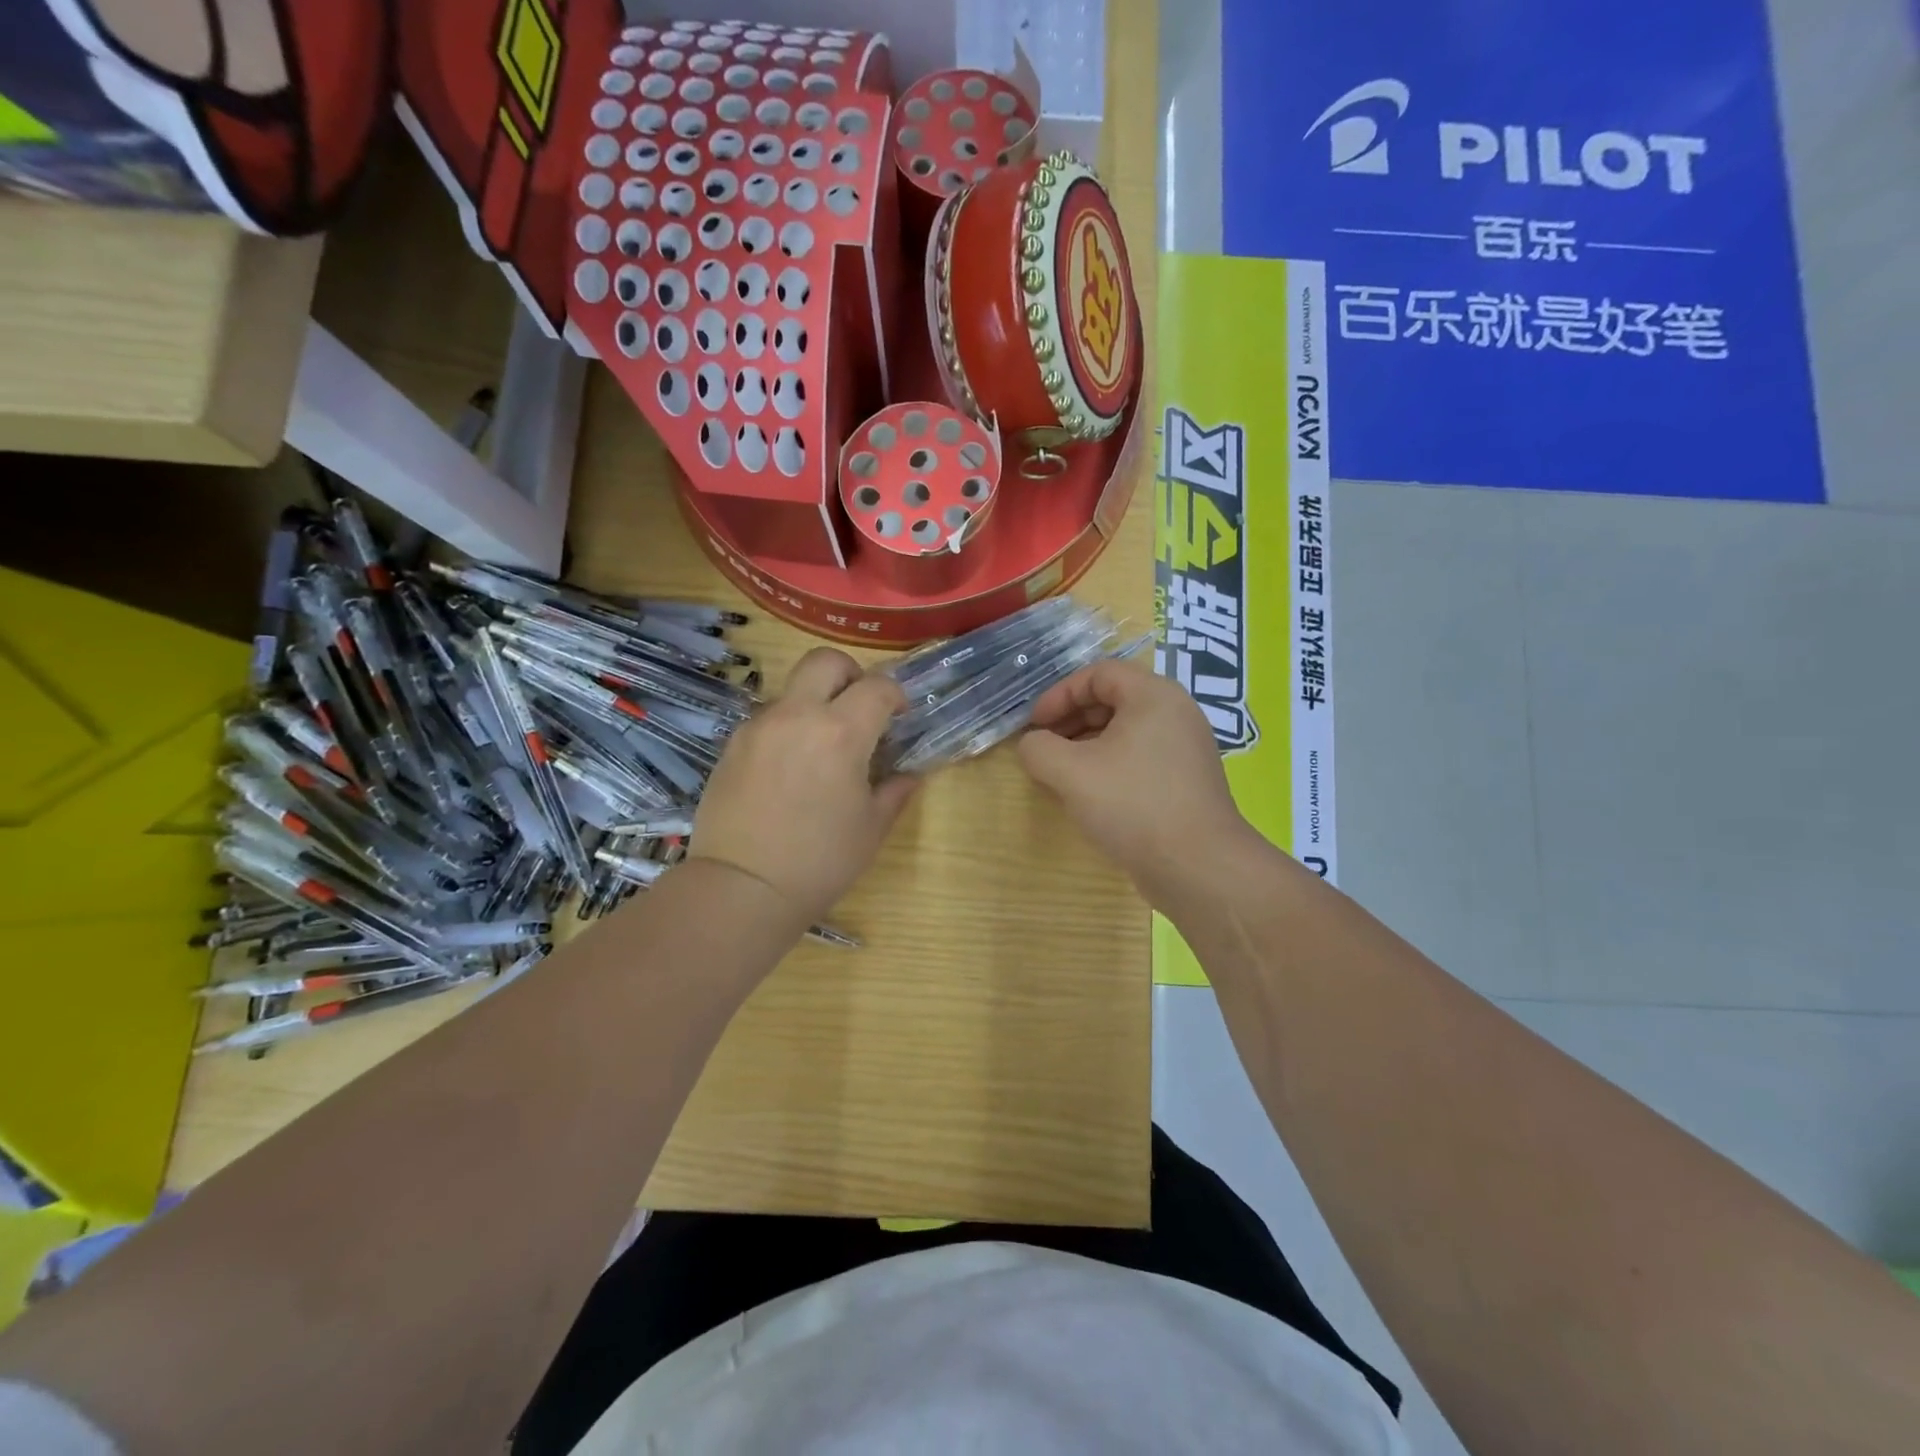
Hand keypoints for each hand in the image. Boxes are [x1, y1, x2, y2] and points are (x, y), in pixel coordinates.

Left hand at [691, 648, 917, 923]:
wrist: (741, 888)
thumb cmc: (820, 861)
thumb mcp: (871, 828)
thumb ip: (894, 791)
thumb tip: (908, 774)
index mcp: (841, 732)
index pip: (877, 686)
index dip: (895, 694)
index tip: (899, 714)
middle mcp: (797, 715)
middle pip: (824, 661)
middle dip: (850, 673)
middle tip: (858, 707)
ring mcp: (759, 726)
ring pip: (792, 690)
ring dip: (814, 703)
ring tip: (820, 749)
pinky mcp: (732, 744)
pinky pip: (767, 719)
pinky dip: (787, 729)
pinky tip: (788, 769)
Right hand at [1017, 659, 1247, 905]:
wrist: (1198, 866)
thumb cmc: (1132, 805)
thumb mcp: (1070, 773)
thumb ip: (1038, 749)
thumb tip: (1032, 745)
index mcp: (1153, 696)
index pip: (1098, 674)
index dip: (1059, 695)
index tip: (1034, 725)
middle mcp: (1176, 713)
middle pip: (1113, 699)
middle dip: (1070, 720)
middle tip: (1044, 748)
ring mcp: (1186, 748)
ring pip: (1126, 732)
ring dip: (1087, 746)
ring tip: (1061, 774)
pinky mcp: (1187, 781)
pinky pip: (1140, 758)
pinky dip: (1110, 766)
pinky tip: (1091, 795)